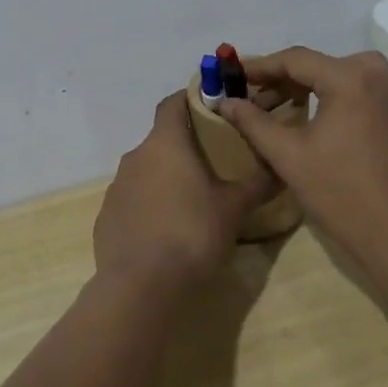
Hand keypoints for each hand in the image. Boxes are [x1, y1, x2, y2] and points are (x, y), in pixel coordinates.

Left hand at [93, 91, 276, 299]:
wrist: (141, 288)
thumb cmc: (192, 235)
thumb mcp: (234, 208)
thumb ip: (258, 182)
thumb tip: (280, 165)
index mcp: (165, 144)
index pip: (173, 103)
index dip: (192, 98)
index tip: (214, 106)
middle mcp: (135, 157)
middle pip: (162, 139)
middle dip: (186, 146)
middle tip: (215, 162)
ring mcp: (117, 187)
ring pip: (147, 170)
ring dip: (168, 177)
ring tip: (194, 200)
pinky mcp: (107, 217)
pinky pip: (133, 200)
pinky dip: (150, 205)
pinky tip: (168, 230)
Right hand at [216, 48, 387, 280]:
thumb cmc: (340, 194)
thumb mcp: (288, 156)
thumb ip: (254, 123)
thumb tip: (226, 101)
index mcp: (348, 79)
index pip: (296, 61)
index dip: (262, 67)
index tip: (237, 76)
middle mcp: (381, 77)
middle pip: (327, 65)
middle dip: (291, 80)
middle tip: (263, 103)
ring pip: (366, 72)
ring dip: (334, 79)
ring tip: (308, 98)